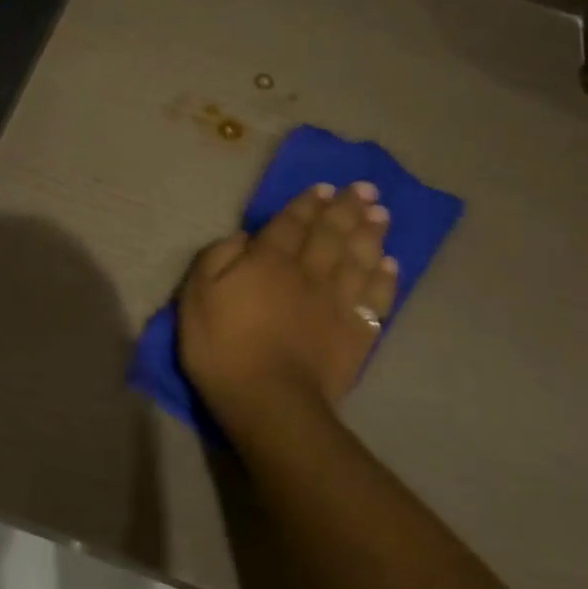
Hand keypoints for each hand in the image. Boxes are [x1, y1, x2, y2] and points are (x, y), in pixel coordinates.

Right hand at [178, 182, 397, 438]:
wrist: (269, 401)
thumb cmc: (223, 347)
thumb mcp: (197, 296)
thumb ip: (217, 258)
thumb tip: (244, 237)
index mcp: (269, 261)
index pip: (291, 223)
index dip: (307, 204)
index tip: (324, 188)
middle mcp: (308, 272)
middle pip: (331, 233)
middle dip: (347, 208)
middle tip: (365, 188)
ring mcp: (337, 302)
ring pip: (359, 259)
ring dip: (370, 234)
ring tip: (381, 214)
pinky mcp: (356, 333)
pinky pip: (376, 298)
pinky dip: (384, 279)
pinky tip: (390, 265)